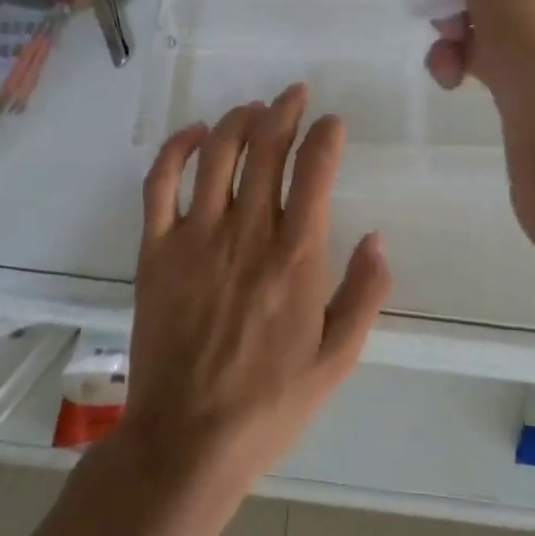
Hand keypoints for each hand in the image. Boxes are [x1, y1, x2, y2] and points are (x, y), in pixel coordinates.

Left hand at [120, 85, 392, 495]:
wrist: (188, 440)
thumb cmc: (269, 404)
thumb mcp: (337, 359)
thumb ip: (364, 294)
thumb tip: (378, 239)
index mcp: (296, 258)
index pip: (315, 170)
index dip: (326, 135)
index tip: (332, 124)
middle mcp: (247, 233)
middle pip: (266, 147)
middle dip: (285, 111)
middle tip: (295, 96)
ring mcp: (196, 237)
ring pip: (218, 153)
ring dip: (239, 119)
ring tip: (255, 109)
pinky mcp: (156, 249)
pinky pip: (160, 182)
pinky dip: (176, 148)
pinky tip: (194, 133)